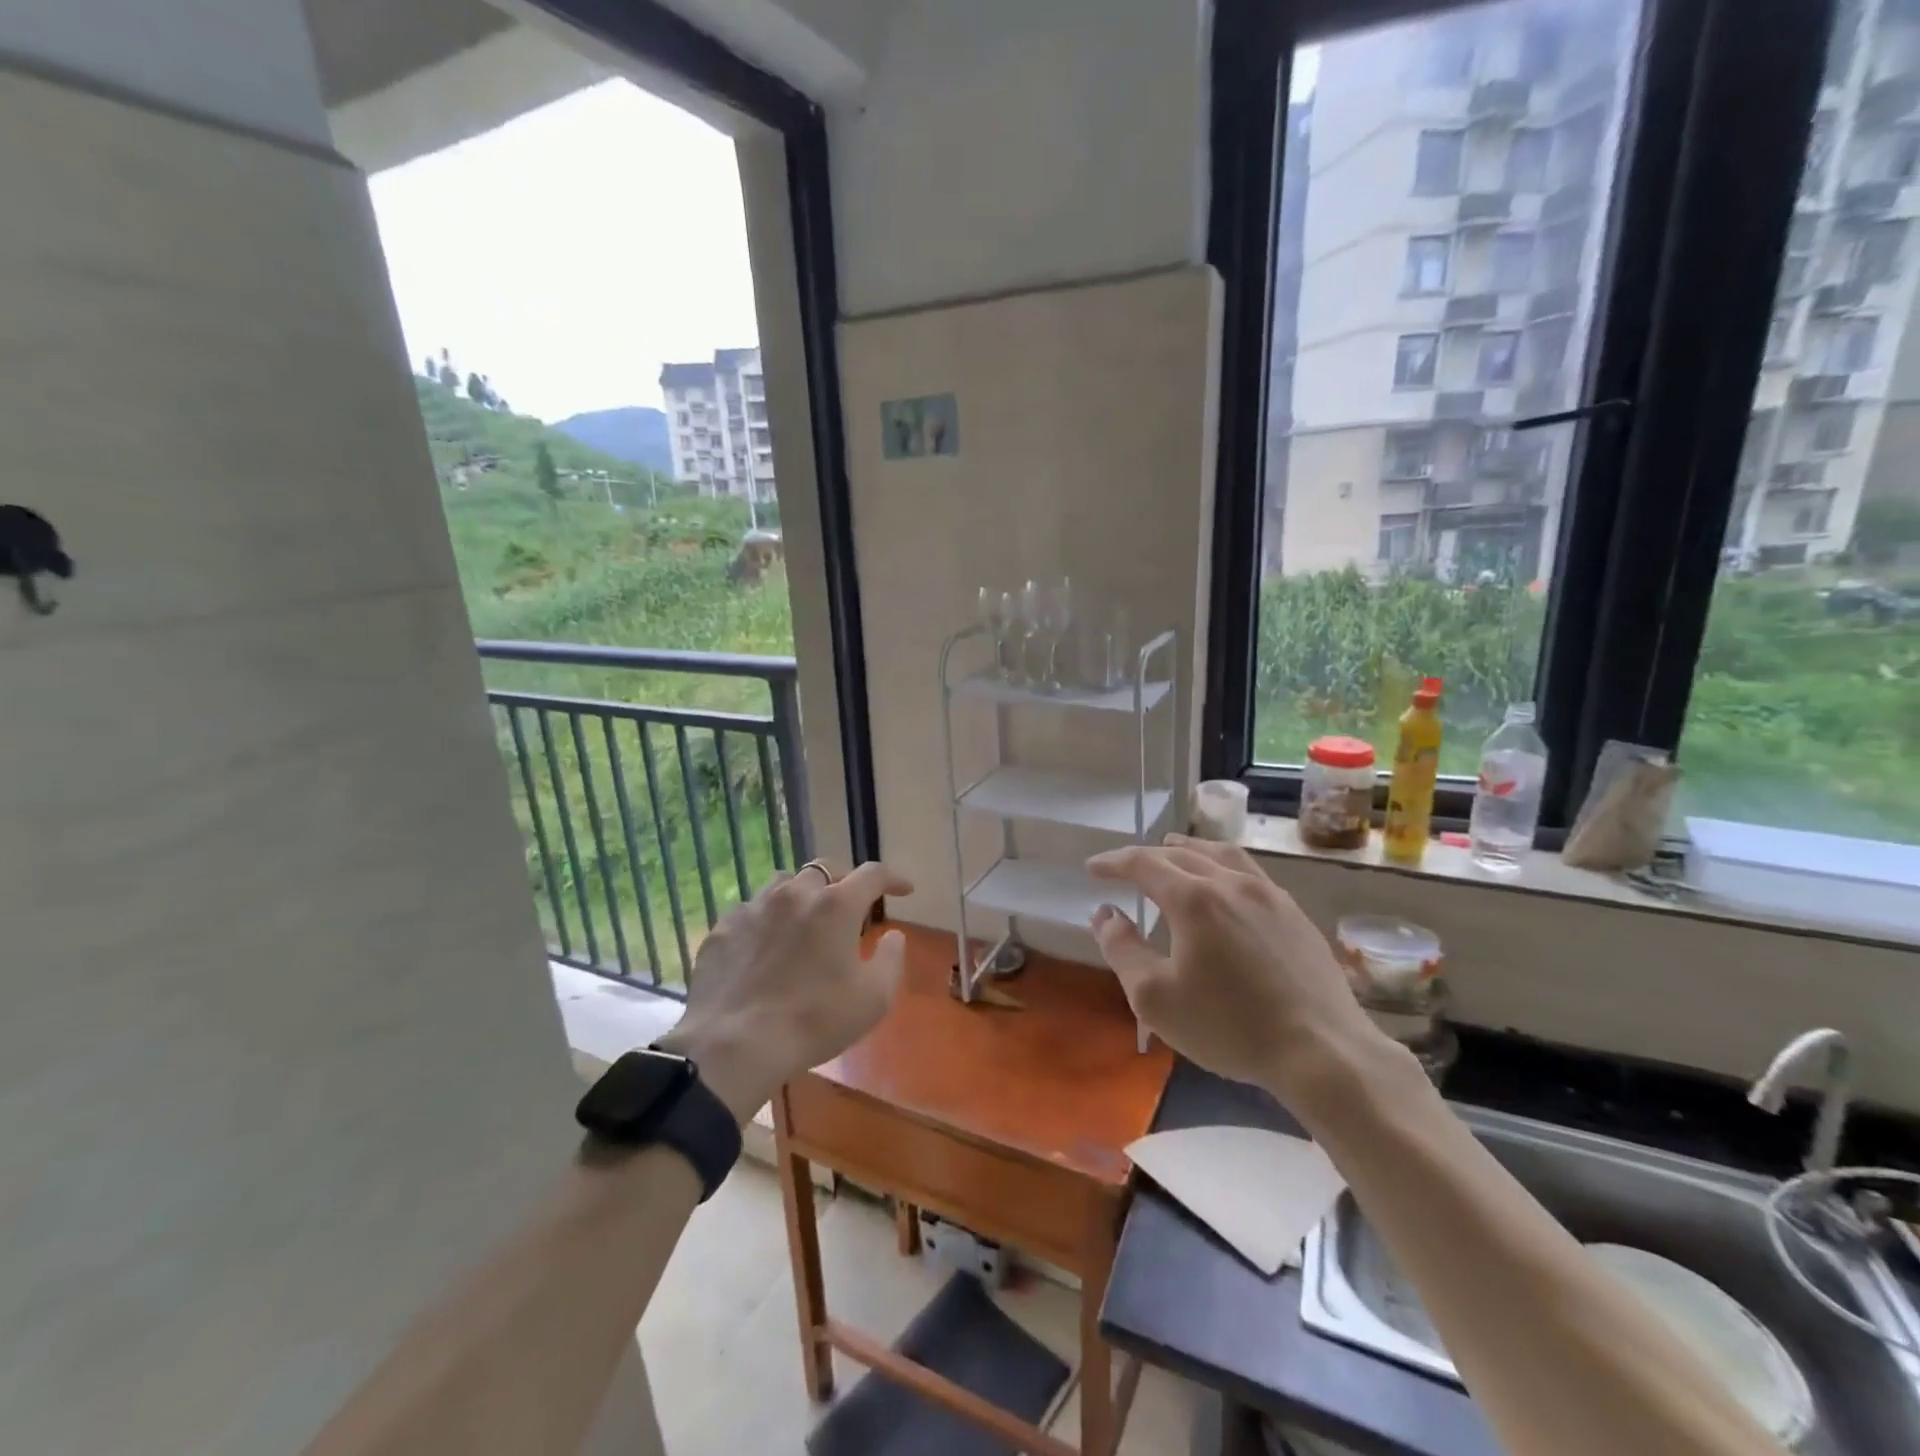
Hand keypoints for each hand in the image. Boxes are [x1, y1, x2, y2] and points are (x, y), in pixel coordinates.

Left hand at [657, 861, 913, 1122]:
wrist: (734, 1045)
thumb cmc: (814, 1021)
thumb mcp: (873, 999)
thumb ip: (891, 960)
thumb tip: (894, 936)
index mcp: (836, 905)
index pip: (872, 875)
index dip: (892, 878)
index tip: (904, 889)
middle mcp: (795, 894)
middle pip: (825, 870)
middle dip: (843, 881)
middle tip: (850, 904)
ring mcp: (754, 907)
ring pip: (783, 884)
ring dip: (801, 894)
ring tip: (805, 917)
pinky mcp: (723, 928)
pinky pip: (750, 911)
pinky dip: (766, 920)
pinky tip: (764, 944)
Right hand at [1088, 835, 1396, 1109]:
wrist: (1322, 1051)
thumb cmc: (1229, 1026)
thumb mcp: (1155, 997)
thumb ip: (1122, 949)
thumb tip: (1104, 914)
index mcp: (1193, 898)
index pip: (1143, 864)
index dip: (1113, 862)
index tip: (1093, 869)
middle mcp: (1230, 882)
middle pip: (1180, 854)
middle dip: (1145, 857)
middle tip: (1124, 867)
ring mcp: (1268, 894)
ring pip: (1220, 854)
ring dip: (1188, 849)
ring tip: (1174, 850)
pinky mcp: (1294, 913)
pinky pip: (1250, 872)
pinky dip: (1222, 865)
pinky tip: (1225, 884)